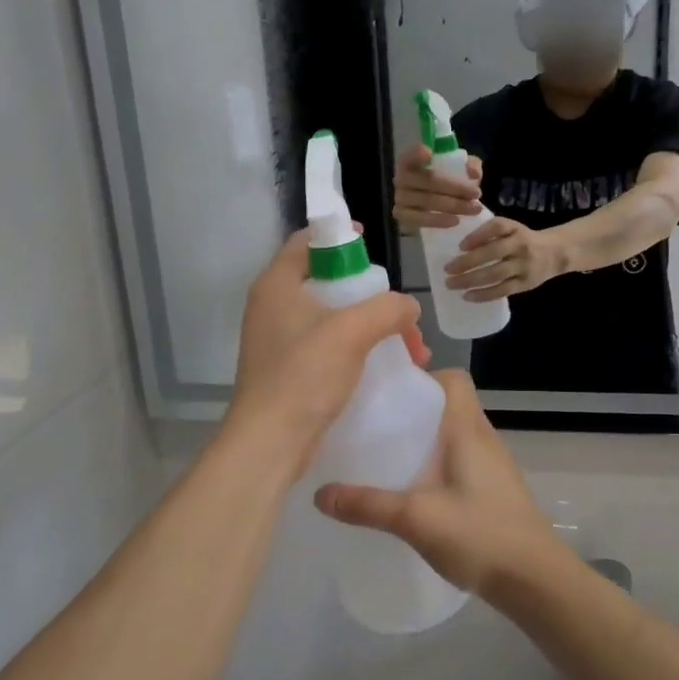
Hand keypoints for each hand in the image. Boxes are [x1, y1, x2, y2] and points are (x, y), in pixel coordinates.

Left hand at [230, 232, 428, 473]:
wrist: (270, 442)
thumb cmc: (304, 376)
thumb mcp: (352, 332)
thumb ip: (387, 309)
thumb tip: (408, 307)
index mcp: (277, 284)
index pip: (306, 241)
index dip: (340, 237)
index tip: (372, 247)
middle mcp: (273, 306)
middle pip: (325, 281)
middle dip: (370, 295)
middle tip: (398, 312)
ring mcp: (278, 340)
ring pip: (331, 318)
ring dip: (370, 327)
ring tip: (407, 349)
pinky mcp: (287, 369)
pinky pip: (327, 346)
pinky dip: (356, 349)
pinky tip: (384, 367)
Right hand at [315, 372, 565, 599]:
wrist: (535, 579)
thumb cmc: (480, 534)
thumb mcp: (416, 518)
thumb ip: (368, 505)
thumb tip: (319, 495)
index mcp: (468, 430)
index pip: (453, 380)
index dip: (423, 377)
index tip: (388, 393)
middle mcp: (483, 438)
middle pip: (449, 405)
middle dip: (413, 410)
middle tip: (374, 424)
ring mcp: (492, 465)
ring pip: (454, 435)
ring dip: (424, 439)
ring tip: (386, 454)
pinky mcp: (493, 490)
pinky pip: (460, 460)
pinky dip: (436, 464)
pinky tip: (413, 489)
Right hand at [392, 143, 481, 231]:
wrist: (435, 204)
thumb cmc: (446, 180)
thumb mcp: (459, 168)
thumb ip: (470, 164)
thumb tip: (473, 173)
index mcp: (411, 160)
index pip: (410, 155)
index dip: (417, 154)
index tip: (430, 154)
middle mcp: (401, 177)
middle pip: (428, 181)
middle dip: (456, 188)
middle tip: (477, 193)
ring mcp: (399, 197)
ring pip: (427, 201)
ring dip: (453, 205)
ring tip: (474, 209)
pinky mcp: (402, 215)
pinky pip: (420, 219)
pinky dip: (439, 220)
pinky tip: (456, 221)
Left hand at [445, 217, 566, 301]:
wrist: (555, 253)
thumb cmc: (523, 239)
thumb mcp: (511, 229)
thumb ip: (490, 233)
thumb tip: (460, 244)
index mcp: (515, 229)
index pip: (496, 228)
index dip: (478, 236)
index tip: (460, 246)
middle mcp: (520, 246)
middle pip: (492, 253)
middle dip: (467, 262)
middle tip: (447, 269)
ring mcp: (523, 266)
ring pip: (495, 274)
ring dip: (471, 280)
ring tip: (451, 284)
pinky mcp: (524, 284)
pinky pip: (502, 290)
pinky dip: (484, 294)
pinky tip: (468, 296)